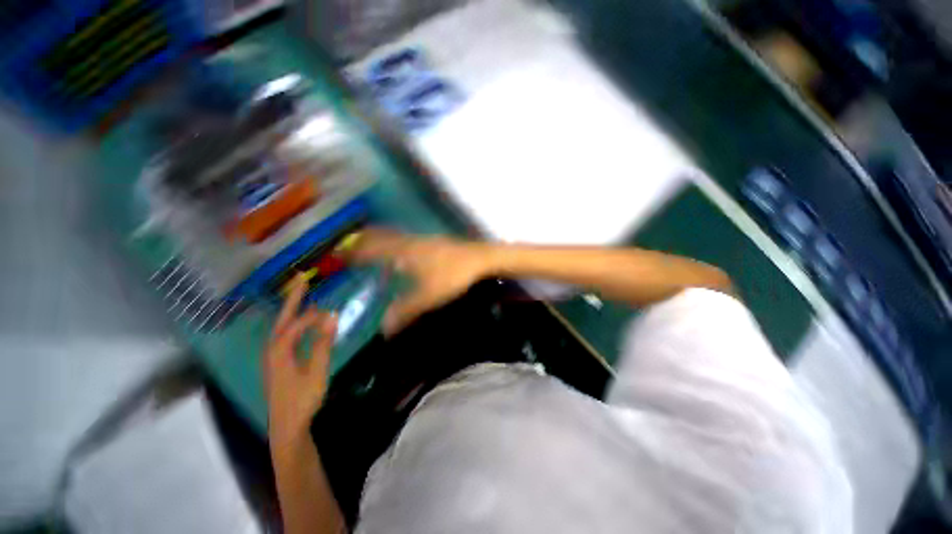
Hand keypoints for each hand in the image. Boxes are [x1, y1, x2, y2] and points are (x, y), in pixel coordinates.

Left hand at [264, 274, 336, 442]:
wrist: (287, 427)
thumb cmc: (302, 399)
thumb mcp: (316, 371)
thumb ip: (323, 343)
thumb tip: (332, 316)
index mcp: (279, 351)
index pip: (296, 324)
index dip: (313, 315)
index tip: (331, 309)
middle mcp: (272, 350)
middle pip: (282, 319)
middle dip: (293, 299)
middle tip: (302, 280)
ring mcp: (273, 357)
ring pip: (282, 327)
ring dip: (292, 311)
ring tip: (304, 297)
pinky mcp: (278, 363)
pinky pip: (286, 337)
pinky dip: (294, 325)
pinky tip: (303, 325)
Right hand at [347, 228, 495, 334]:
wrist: (482, 259)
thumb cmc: (453, 275)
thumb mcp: (428, 297)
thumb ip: (405, 311)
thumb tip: (384, 328)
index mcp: (404, 251)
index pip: (372, 248)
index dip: (355, 252)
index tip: (341, 256)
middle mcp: (411, 242)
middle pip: (382, 237)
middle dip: (365, 241)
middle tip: (352, 249)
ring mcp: (425, 240)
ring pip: (396, 237)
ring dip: (382, 242)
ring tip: (374, 251)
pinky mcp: (436, 242)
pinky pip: (408, 241)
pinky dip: (398, 245)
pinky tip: (405, 256)